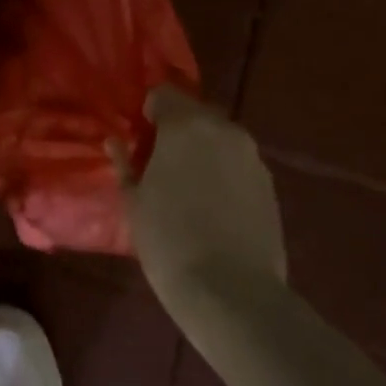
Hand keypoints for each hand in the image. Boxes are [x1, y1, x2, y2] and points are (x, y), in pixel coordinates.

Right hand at [126, 86, 286, 300]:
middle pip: (195, 114)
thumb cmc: (168, 238)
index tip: (139, 139)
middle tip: (159, 162)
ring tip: (187, 186)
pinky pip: (238, 164)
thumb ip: (125, 163)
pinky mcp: (270, 186)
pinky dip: (223, 173)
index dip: (148, 112)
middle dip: (176, 130)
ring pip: (219, 139)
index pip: (163, 93)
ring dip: (202, 151)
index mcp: (186, 125)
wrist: (231, 292)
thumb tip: (115, 142)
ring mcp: (252, 158)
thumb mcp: (133, 200)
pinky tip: (212, 206)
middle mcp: (224, 130)